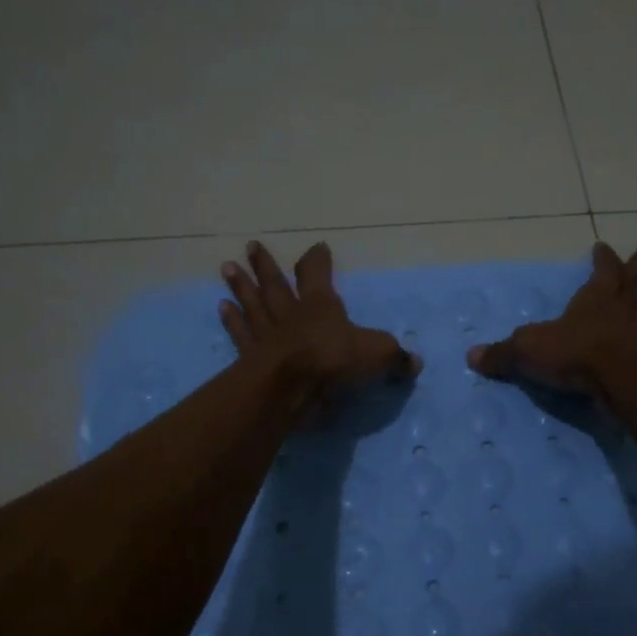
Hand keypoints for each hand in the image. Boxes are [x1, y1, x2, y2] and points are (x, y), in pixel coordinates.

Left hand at [219, 241, 420, 408]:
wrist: (291, 389)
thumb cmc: (334, 362)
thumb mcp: (377, 355)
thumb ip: (395, 357)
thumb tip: (414, 361)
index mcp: (320, 305)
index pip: (317, 275)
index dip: (317, 261)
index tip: (317, 248)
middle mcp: (290, 313)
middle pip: (275, 283)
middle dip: (266, 264)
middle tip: (252, 246)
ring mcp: (266, 334)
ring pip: (252, 303)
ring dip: (241, 285)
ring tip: (228, 267)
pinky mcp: (250, 357)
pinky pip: (239, 333)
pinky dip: (231, 320)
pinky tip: (222, 307)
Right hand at [467, 241, 636, 399]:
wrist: (620, 380)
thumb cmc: (574, 356)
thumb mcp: (527, 351)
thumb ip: (502, 355)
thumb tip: (470, 357)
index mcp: (592, 301)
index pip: (601, 272)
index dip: (603, 259)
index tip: (603, 247)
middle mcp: (622, 310)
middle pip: (634, 282)